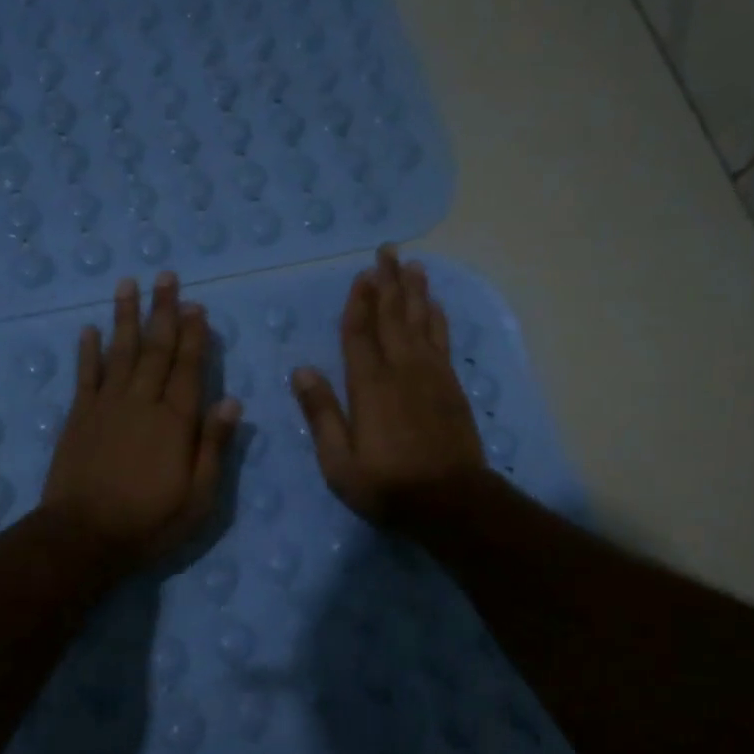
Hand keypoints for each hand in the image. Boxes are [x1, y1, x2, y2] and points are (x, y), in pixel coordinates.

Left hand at [42, 272, 241, 563]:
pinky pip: (85, 375)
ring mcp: (106, 406)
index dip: (195, 335)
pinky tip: (89, 329)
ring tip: (128, 284)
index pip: (189, 368)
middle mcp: (142, 403)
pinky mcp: (79, 417)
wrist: (83, 537)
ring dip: (125, 317)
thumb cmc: (149, 522)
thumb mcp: (198, 498)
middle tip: (166, 276)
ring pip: (120, 351)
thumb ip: (214, 448)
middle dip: (163, 311)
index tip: (197, 306)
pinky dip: (88, 351)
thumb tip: (232, 403)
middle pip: (156, 349)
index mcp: (176, 422)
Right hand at [290, 244, 486, 523]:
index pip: (360, 334)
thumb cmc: (388, 485)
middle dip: (388, 283)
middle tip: (388, 251)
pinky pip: (442, 341)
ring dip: (415, 292)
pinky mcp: (451, 387)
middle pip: (394, 317)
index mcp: (369, 386)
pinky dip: (438, 319)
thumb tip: (301, 370)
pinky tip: (435, 306)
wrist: (452, 501)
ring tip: (413, 265)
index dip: (359, 302)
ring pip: (421, 322)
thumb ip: (321, 413)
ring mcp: (431, 376)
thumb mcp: (339, 461)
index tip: (361, 274)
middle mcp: (402, 370)